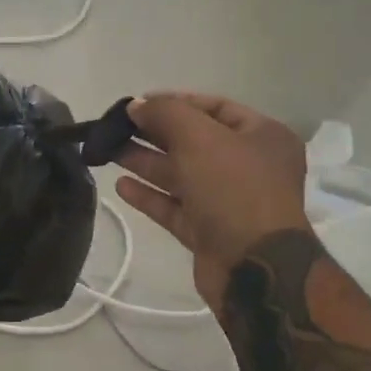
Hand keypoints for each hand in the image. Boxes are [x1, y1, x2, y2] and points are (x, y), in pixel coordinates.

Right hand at [115, 93, 311, 312]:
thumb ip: (165, 113)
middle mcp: (249, 166)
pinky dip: (150, 195)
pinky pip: (176, 207)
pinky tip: (121, 186)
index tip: (137, 104)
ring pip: (181, 175)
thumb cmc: (234, 189)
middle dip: (154, 133)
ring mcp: (230, 201)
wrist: (256, 268)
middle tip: (115, 128)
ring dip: (146, 162)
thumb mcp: (199, 137)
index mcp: (261, 137)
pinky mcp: (210, 232)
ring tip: (109, 151)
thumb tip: (136, 105)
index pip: (213, 107)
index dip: (174, 102)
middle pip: (194, 141)